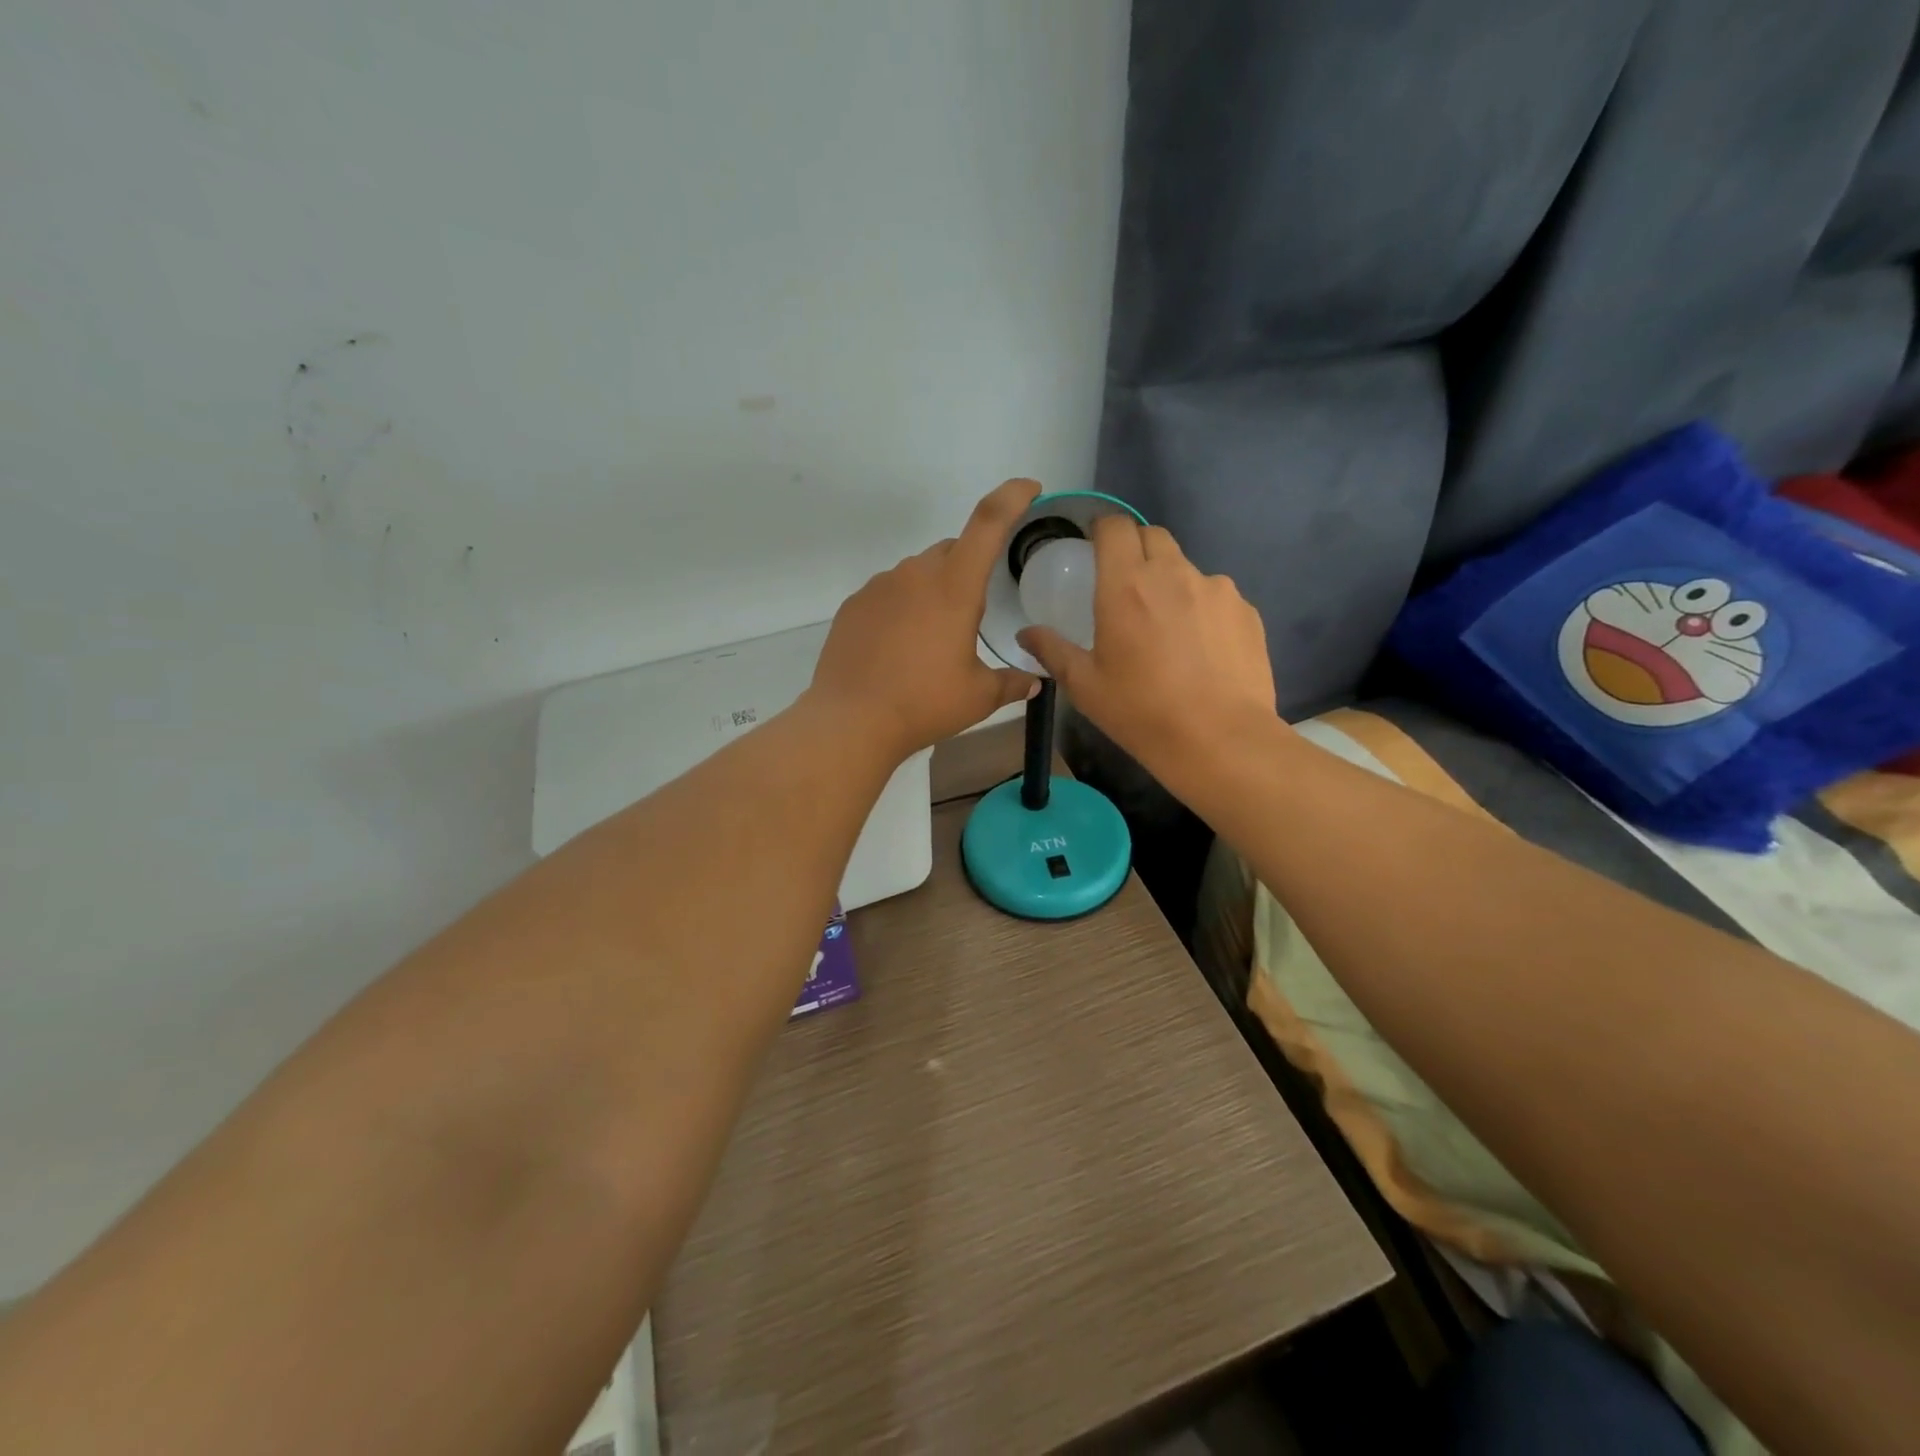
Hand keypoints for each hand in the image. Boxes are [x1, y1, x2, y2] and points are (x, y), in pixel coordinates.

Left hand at [807, 478, 1042, 761]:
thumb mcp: (978, 697)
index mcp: (954, 587)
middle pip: (952, 550)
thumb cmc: (924, 704)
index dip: (1012, 498)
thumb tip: (1034, 682)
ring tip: (932, 638)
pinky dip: (902, 607)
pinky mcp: (853, 605)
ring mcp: (879, 587)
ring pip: (917, 572)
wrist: (851, 721)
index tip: (1029, 488)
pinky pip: (888, 593)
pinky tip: (899, 646)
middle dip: (968, 567)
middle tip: (972, 611)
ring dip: (933, 590)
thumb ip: (1011, 683)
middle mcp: (915, 575)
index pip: (988, 523)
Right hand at [1017, 516, 1279, 787]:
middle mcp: (1173, 573)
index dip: (1102, 529)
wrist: (1219, 740)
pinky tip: (1201, 649)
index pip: (1114, 526)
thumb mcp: (1085, 686)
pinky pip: (1216, 596)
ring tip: (1168, 628)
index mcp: (1126, 585)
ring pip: (1186, 567)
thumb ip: (1052, 651)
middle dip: (1135, 549)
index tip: (1095, 548)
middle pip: (1152, 536)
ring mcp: (1216, 589)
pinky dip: (1202, 609)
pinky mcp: (1246, 610)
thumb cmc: (1141, 712)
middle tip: (1126, 587)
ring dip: (1171, 583)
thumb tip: (1026, 635)